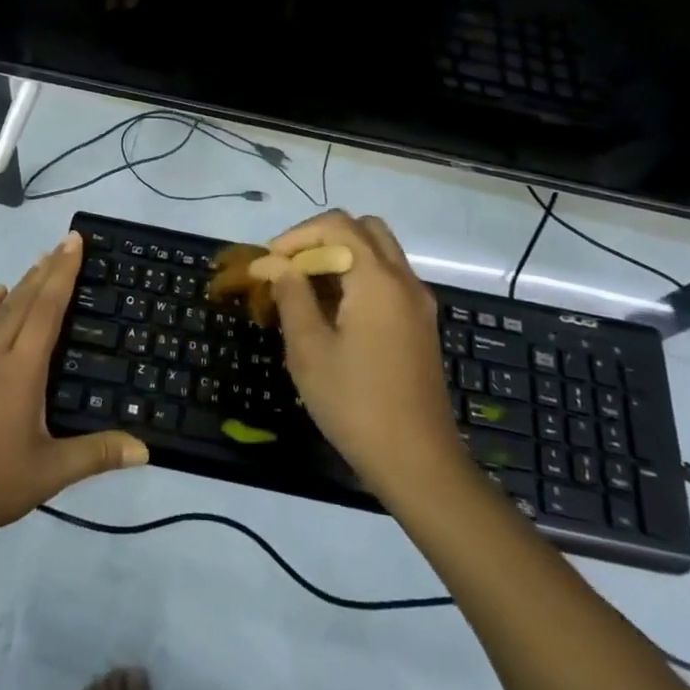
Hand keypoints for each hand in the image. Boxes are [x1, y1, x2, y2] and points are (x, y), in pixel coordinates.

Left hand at [0, 233, 148, 545]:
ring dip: (21, 283)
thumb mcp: (48, 474)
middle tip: (65, 242)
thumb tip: (145, 449)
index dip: (63, 274)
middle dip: (47, 269)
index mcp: (21, 370)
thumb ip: (96, 455)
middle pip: (24, 300)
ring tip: (38, 261)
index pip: (46, 309)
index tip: (73, 242)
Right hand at [254, 212, 461, 499]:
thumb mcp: (310, 350)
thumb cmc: (356, 404)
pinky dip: (358, 278)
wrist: (419, 464)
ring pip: (378, 253)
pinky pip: (387, 279)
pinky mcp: (420, 325)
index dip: (297, 235)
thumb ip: (292, 296)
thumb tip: (277, 264)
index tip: (269, 262)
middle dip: (322, 238)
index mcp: (378, 280)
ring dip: (341, 257)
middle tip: (292, 266)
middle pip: (364, 229)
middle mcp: (404, 280)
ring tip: (306, 289)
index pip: (337, 225)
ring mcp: (417, 303)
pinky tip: (332, 312)